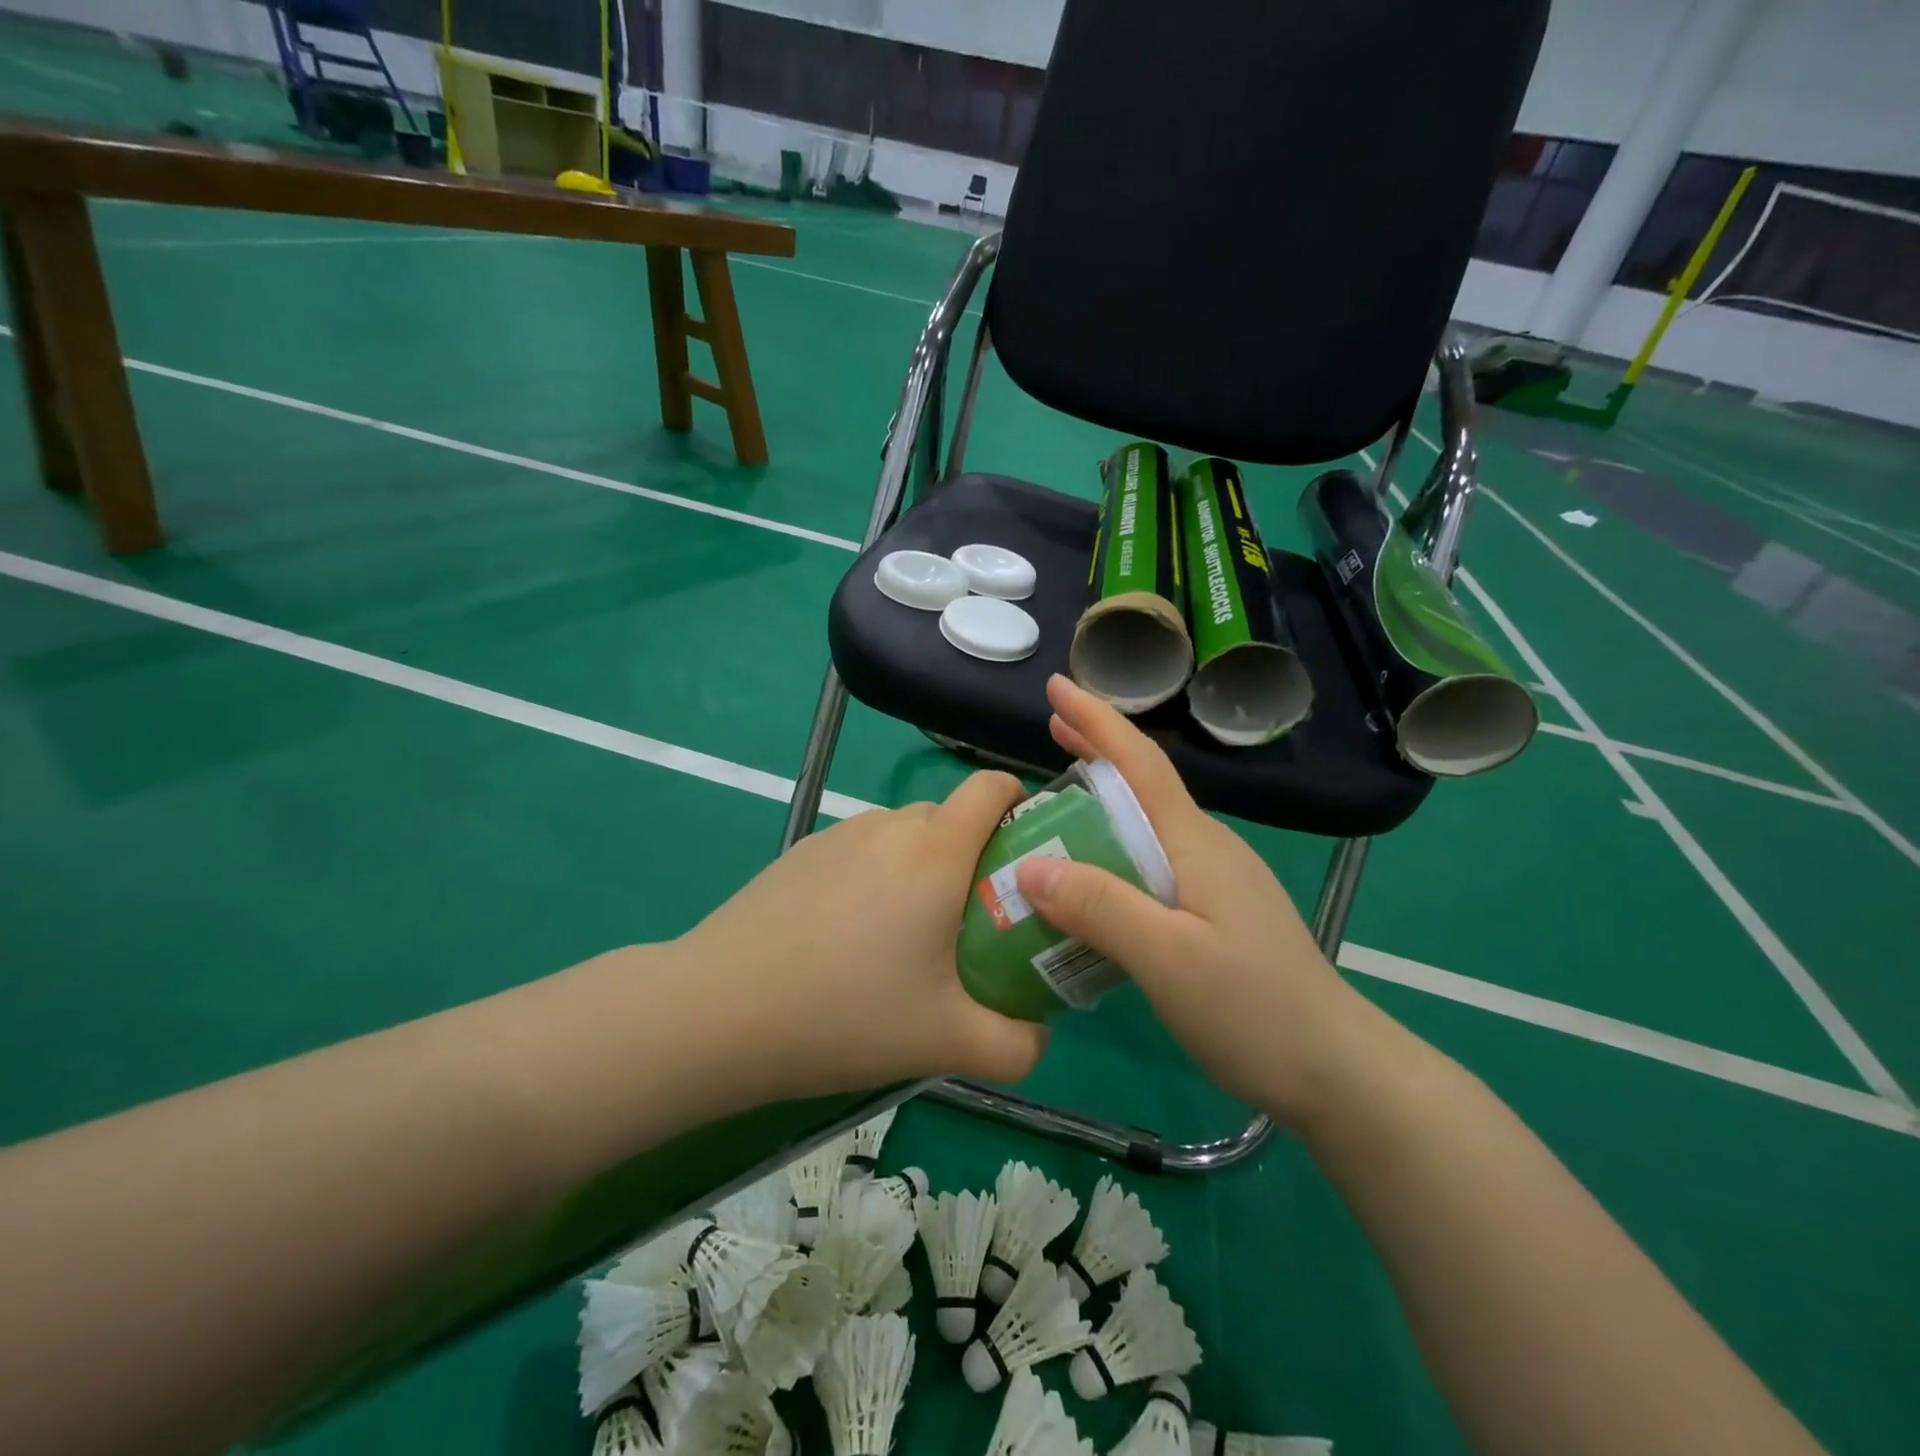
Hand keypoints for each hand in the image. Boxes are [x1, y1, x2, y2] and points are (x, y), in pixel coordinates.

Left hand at [678, 773, 1049, 1099]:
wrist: (718, 1012)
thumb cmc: (847, 1014)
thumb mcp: (947, 1042)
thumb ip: (1016, 1045)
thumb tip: (1038, 1034)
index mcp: (935, 852)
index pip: (992, 786)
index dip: (1019, 801)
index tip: (1027, 849)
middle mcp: (889, 826)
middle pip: (950, 816)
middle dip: (974, 854)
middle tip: (974, 920)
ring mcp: (837, 836)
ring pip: (902, 835)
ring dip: (922, 868)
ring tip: (908, 937)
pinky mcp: (799, 854)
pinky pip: (859, 852)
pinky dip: (875, 877)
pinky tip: (848, 940)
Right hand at [1013, 675, 1380, 1128]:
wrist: (1336, 1070)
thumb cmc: (1253, 1008)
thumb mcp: (1168, 960)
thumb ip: (1101, 908)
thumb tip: (1031, 865)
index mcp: (1195, 844)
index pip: (1141, 765)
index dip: (1098, 721)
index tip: (1058, 686)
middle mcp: (1205, 849)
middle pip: (1144, 785)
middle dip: (1098, 748)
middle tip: (1050, 728)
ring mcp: (1215, 882)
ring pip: (1147, 825)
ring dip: (1103, 800)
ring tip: (1058, 799)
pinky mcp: (1215, 913)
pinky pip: (1152, 862)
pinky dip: (1114, 846)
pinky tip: (1095, 873)